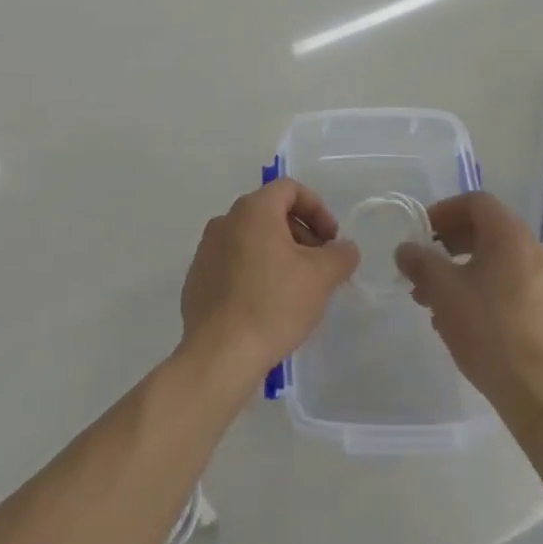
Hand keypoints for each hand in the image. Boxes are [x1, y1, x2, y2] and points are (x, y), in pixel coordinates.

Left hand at [180, 179, 360, 382]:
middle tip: (319, 267)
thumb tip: (345, 248)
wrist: (218, 354)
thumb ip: (340, 255)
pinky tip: (267, 305)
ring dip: (279, 254)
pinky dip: (255, 271)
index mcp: (253, 210)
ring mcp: (207, 249)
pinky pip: (233, 262)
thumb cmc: (273, 304)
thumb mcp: (320, 278)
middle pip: (270, 213)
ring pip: (252, 238)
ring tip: (296, 289)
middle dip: (301, 234)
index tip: (331, 240)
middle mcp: (225, 220)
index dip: (317, 209)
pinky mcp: (198, 277)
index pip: (289, 189)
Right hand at [395, 192, 542, 407]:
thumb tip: (406, 250)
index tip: (422, 235)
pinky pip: (519, 288)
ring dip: (468, 273)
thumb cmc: (490, 331)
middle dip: (451, 248)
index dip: (443, 212)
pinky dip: (492, 292)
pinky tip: (472, 323)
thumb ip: (420, 263)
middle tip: (426, 273)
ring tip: (442, 305)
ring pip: (502, 264)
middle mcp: (539, 249)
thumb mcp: (443, 291)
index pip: (475, 202)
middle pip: (489, 232)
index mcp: (512, 234)